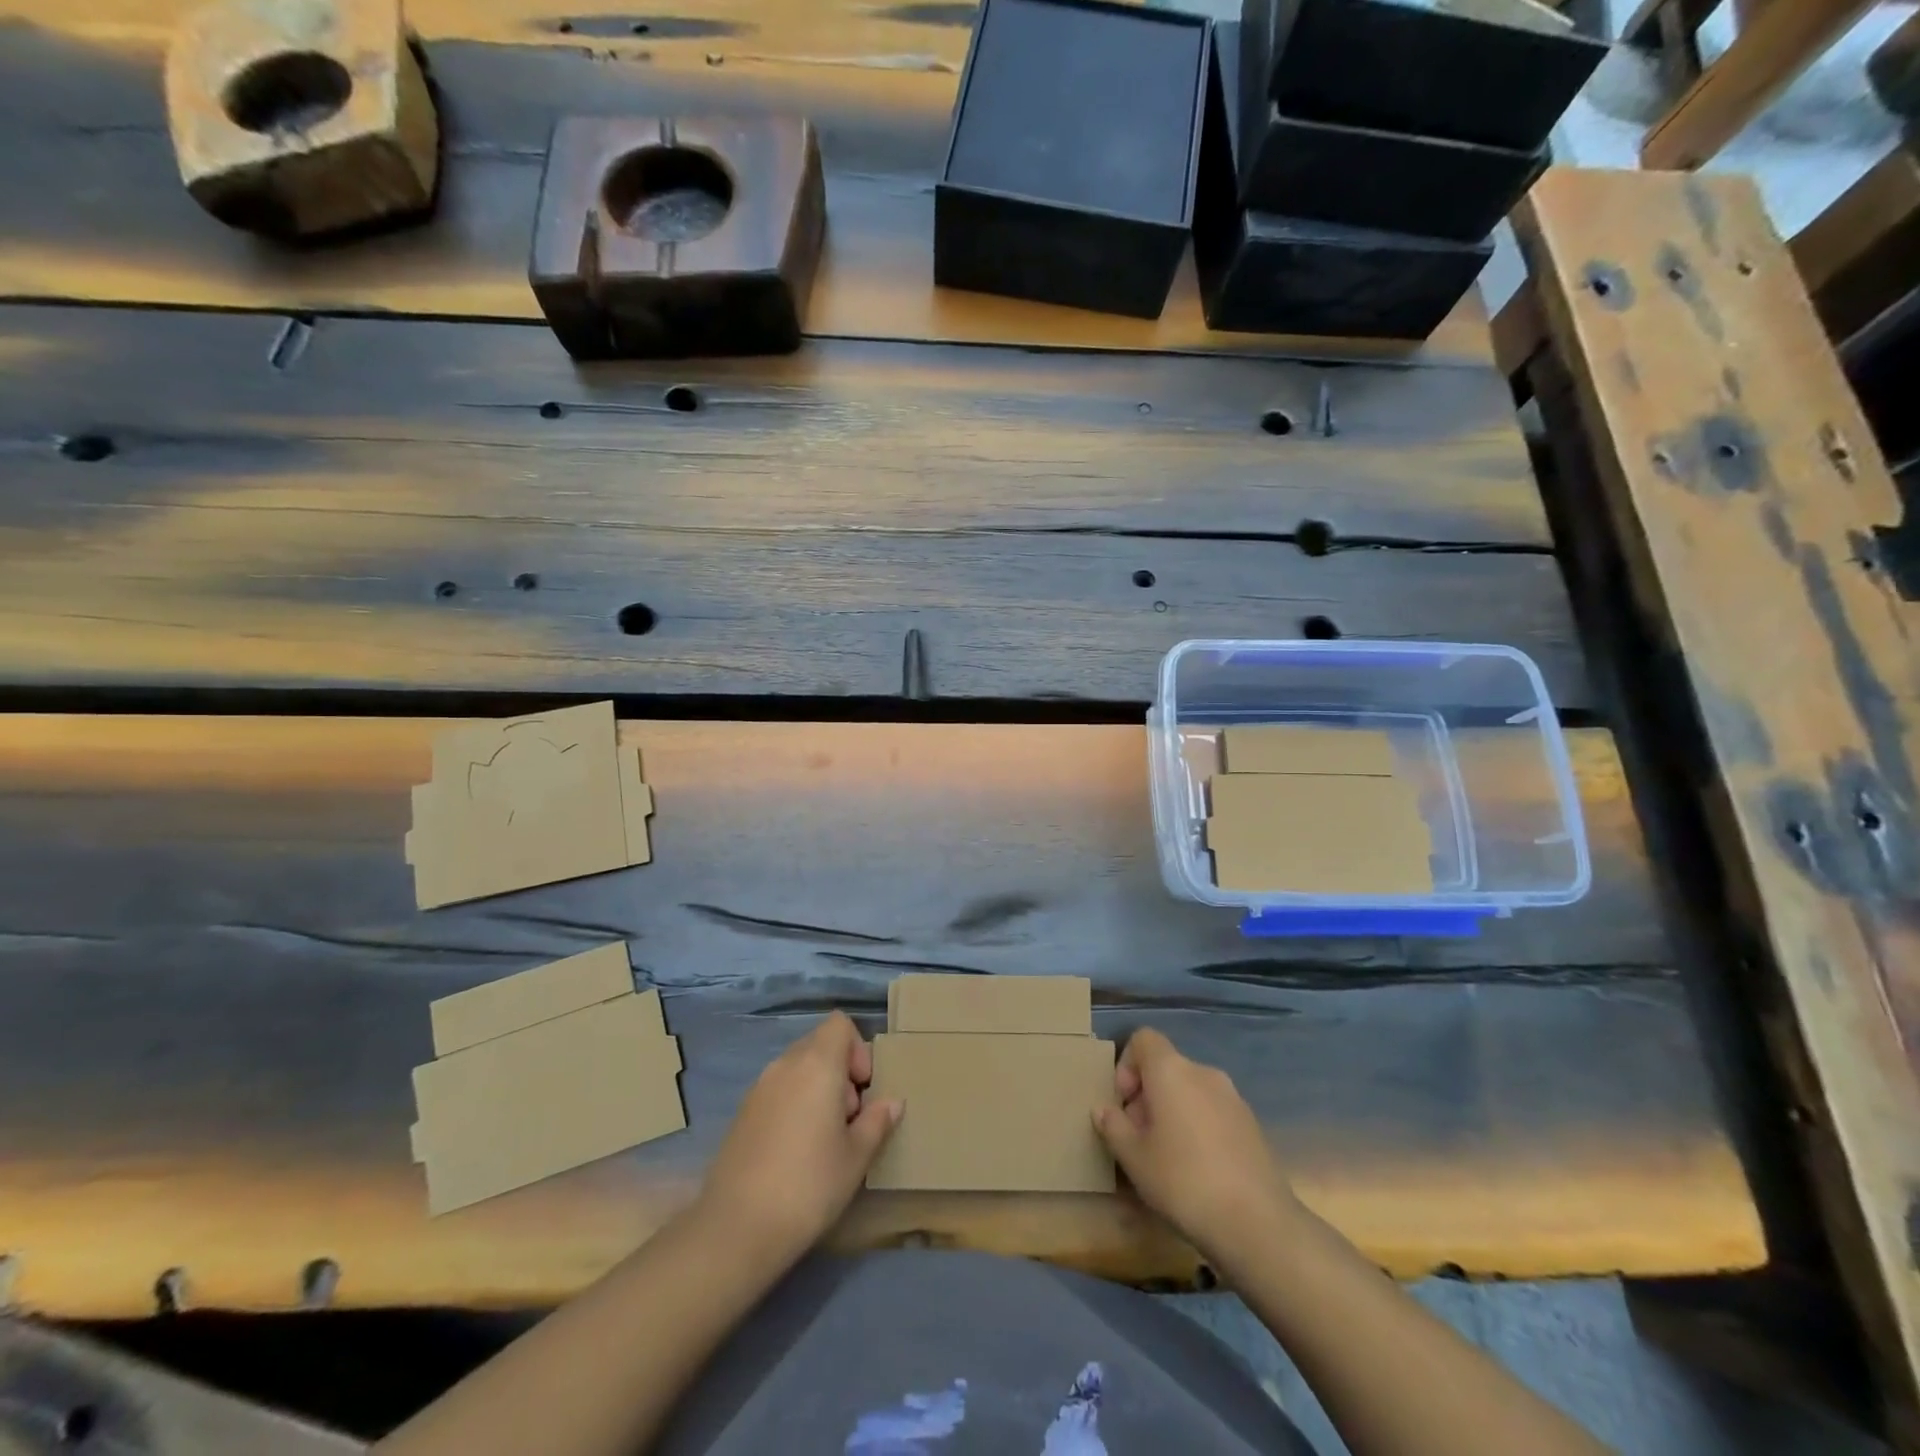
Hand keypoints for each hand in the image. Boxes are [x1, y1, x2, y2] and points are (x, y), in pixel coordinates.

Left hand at [697, 1012, 900, 1267]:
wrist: (736, 1228)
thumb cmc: (809, 1185)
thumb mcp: (856, 1157)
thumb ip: (877, 1121)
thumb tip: (891, 1102)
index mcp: (817, 1064)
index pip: (840, 1024)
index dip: (858, 1049)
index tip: (863, 1090)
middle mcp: (785, 1064)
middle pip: (819, 1044)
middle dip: (841, 1071)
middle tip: (849, 1119)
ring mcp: (759, 1087)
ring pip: (798, 1068)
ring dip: (817, 1088)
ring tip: (824, 1138)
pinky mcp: (742, 1112)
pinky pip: (778, 1090)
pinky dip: (794, 1104)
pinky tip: (796, 1151)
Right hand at [1094, 1028, 1299, 1260]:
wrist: (1258, 1223)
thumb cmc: (1183, 1180)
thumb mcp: (1133, 1157)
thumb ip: (1113, 1126)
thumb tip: (1103, 1109)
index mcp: (1171, 1070)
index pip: (1143, 1038)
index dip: (1126, 1064)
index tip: (1123, 1104)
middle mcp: (1203, 1072)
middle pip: (1166, 1067)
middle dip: (1146, 1096)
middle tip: (1138, 1138)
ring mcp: (1233, 1098)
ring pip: (1190, 1091)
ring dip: (1172, 1112)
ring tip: (1166, 1158)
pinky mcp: (1252, 1125)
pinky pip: (1212, 1112)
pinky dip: (1198, 1127)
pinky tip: (1197, 1170)